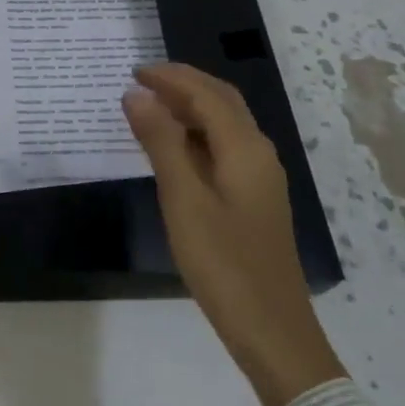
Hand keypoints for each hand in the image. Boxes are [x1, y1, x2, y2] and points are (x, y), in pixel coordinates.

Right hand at [122, 63, 346, 405]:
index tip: (132, 71)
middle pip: (221, 101)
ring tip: (149, 107)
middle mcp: (258, 153)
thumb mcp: (183, 199)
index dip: (170, 77)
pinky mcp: (254, 199)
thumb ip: (160, 142)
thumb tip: (137, 94)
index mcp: (245, 148)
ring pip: (224, 124)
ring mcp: (259, 177)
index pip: (206, 93)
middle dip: (183, 84)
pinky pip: (223, 147)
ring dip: (189, 107)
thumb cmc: (224, 264)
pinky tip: (172, 149)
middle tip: (140, 81)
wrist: (273, 333)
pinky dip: (196, 134)